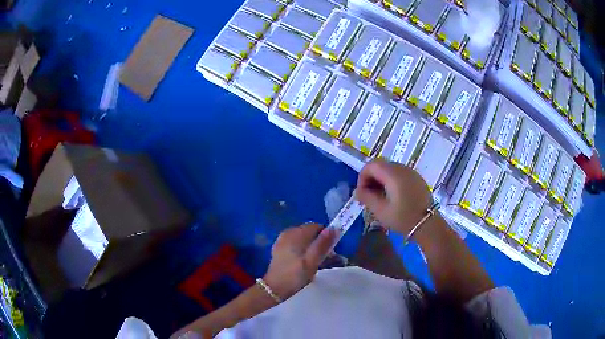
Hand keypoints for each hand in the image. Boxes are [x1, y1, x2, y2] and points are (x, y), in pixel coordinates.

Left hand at [263, 223, 336, 299]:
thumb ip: (323, 244)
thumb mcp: (313, 261)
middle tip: (325, 259)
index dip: (326, 236)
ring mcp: (282, 240)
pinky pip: (295, 244)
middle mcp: (288, 232)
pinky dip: (302, 250)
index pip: (316, 226)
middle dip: (319, 243)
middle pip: (309, 233)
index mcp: (296, 233)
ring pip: (302, 239)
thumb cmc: (296, 275)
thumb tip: (333, 229)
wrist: (274, 288)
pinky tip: (303, 263)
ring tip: (315, 263)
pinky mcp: (278, 248)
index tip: (331, 251)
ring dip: (311, 248)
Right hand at [355, 159, 431, 234]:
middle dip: (370, 178)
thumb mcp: (381, 210)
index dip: (362, 177)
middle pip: (380, 165)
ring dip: (380, 179)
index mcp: (393, 174)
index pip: (371, 165)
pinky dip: (390, 181)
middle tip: (368, 195)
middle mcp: (402, 168)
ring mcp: (411, 172)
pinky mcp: (416, 178)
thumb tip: (357, 191)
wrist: (428, 225)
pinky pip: (399, 174)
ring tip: (379, 197)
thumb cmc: (403, 218)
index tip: (362, 193)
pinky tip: (392, 196)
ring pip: (389, 169)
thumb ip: (366, 197)